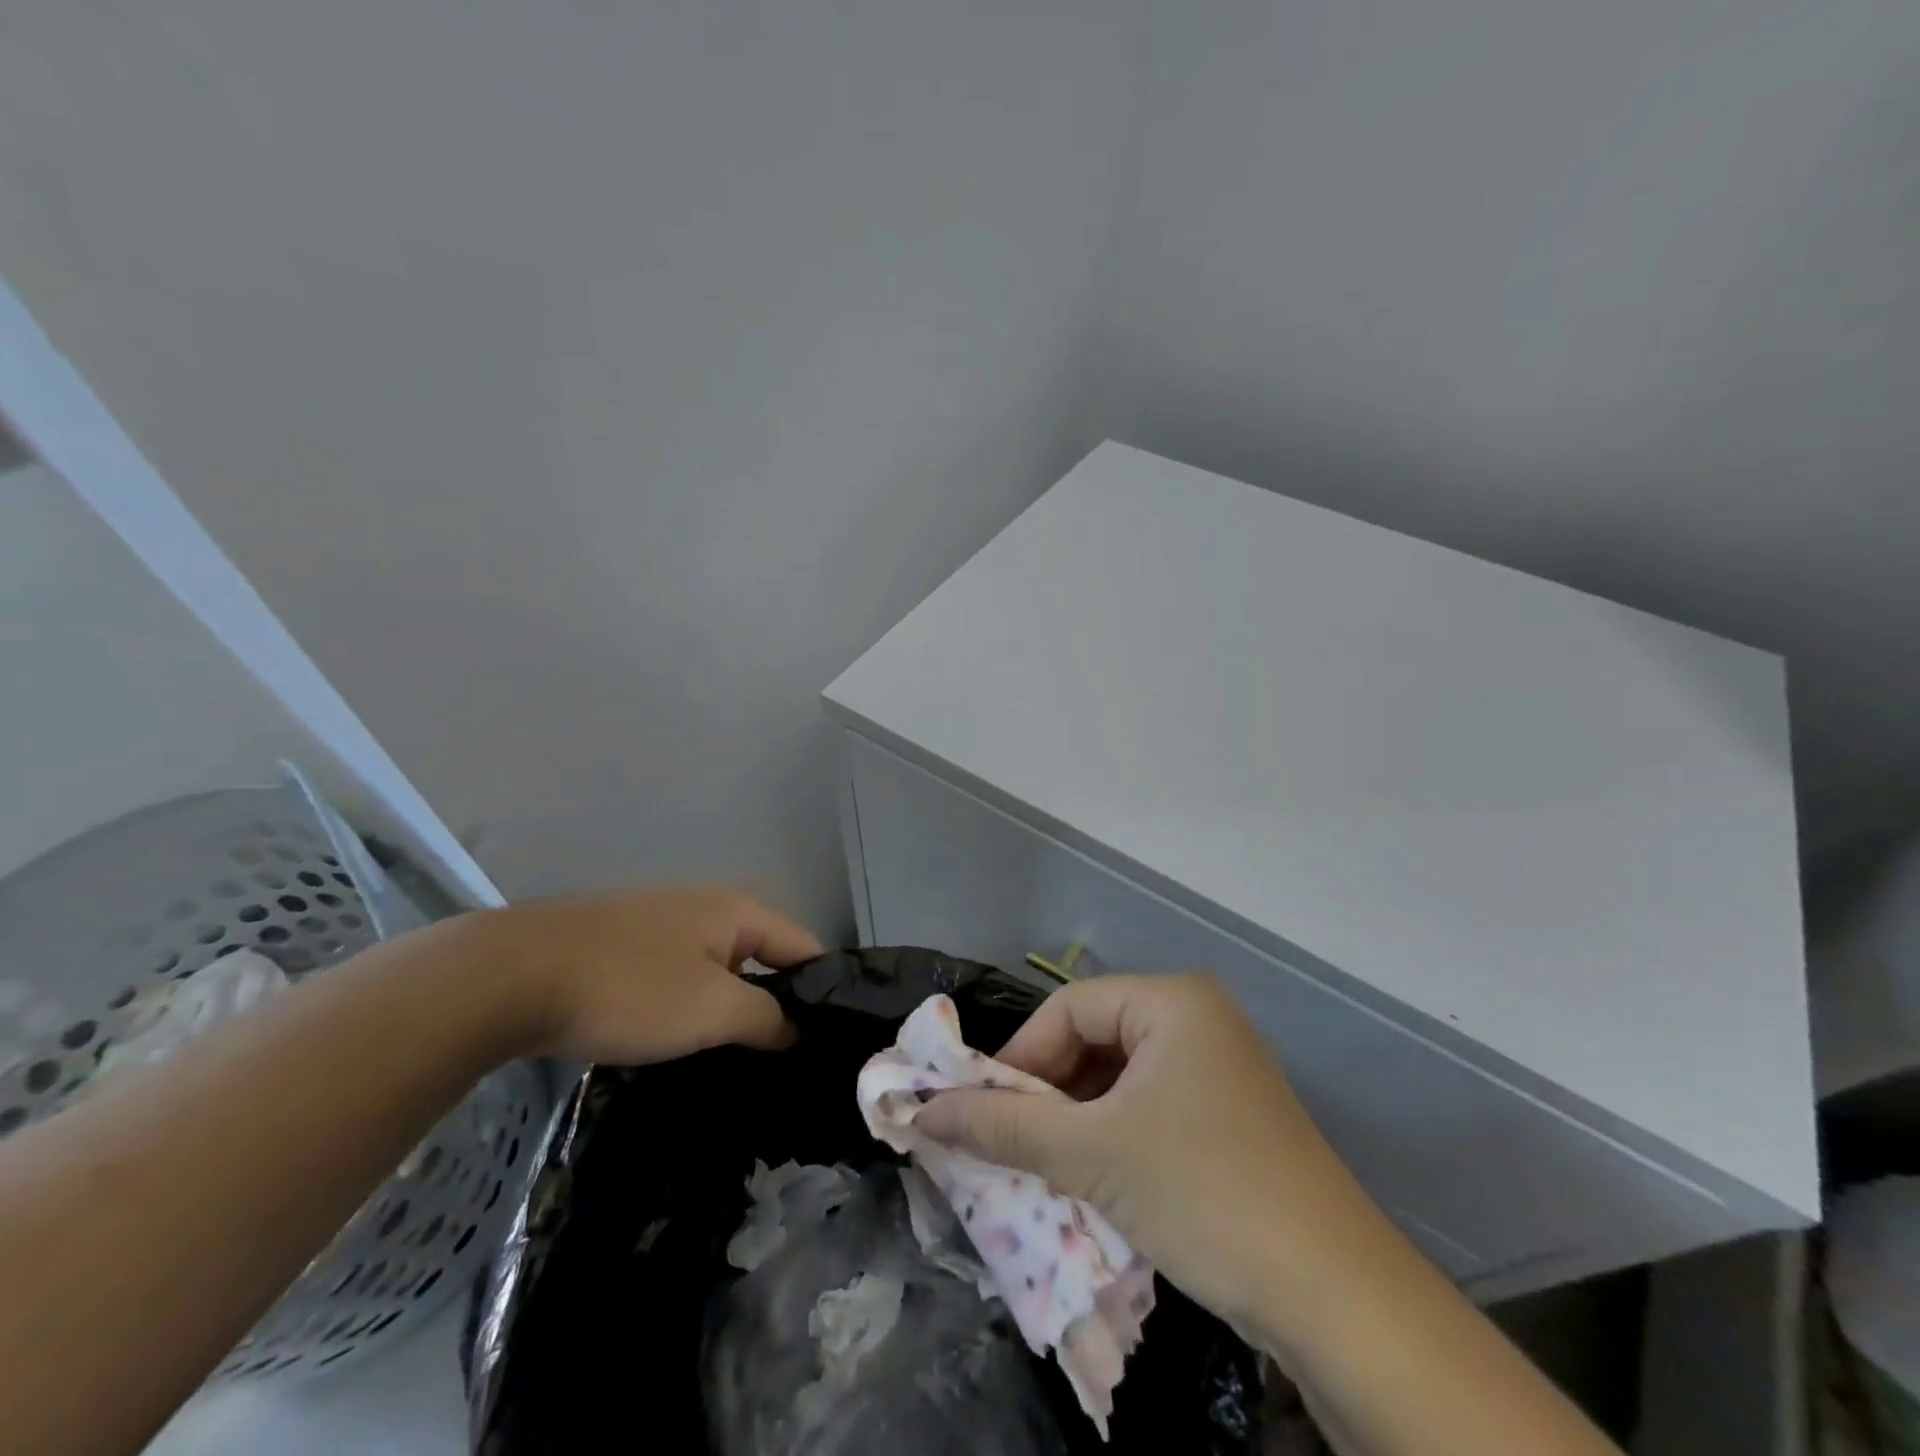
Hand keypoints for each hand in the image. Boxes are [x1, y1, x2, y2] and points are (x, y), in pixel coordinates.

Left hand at [469, 885, 822, 1064]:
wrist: (511, 975)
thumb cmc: (630, 987)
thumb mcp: (712, 1009)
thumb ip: (767, 1018)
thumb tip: (798, 1029)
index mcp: (738, 909)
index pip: (806, 947)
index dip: (823, 993)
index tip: (830, 1044)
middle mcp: (708, 906)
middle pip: (764, 957)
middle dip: (777, 1004)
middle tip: (787, 1061)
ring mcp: (662, 923)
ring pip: (719, 970)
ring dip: (732, 1009)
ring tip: (741, 1060)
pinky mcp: (625, 946)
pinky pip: (680, 977)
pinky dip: (691, 1007)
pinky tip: (683, 1043)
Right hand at [915, 974, 1373, 1333]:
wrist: (1337, 1298)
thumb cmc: (1203, 1192)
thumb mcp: (1091, 1155)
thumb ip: (1003, 1127)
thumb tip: (923, 1111)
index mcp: (1172, 1001)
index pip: (1069, 1008)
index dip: (1019, 1056)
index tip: (981, 1108)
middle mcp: (1198, 1019)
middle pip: (1095, 1038)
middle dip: (1047, 1092)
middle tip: (1008, 1141)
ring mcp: (1220, 1068)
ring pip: (1121, 1077)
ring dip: (1076, 1119)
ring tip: (1043, 1165)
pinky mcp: (1230, 1115)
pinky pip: (1151, 1106)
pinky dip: (1113, 1135)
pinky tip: (1094, 1178)